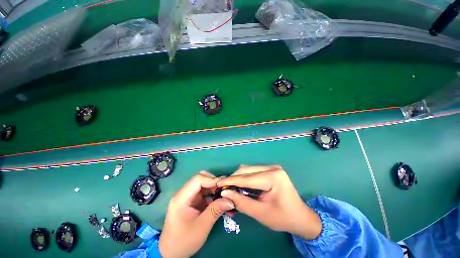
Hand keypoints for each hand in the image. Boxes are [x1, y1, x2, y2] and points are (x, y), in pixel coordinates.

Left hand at [158, 171, 234, 257]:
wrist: (171, 253)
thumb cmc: (184, 241)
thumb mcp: (202, 227)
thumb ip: (216, 210)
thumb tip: (231, 200)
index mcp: (181, 198)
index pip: (197, 179)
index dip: (212, 179)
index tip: (223, 185)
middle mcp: (183, 194)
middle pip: (200, 179)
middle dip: (213, 182)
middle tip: (224, 189)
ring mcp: (187, 197)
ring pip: (203, 184)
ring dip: (214, 188)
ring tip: (224, 194)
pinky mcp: (191, 201)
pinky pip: (203, 192)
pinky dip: (212, 194)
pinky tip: (219, 200)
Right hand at [217, 165, 321, 239]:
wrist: (301, 217)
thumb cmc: (283, 218)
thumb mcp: (261, 213)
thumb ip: (241, 202)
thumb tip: (225, 193)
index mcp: (273, 177)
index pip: (247, 178)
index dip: (231, 181)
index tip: (218, 184)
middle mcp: (273, 168)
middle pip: (247, 170)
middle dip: (234, 178)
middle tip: (223, 187)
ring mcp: (272, 168)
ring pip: (249, 169)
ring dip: (238, 178)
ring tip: (230, 187)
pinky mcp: (271, 170)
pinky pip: (253, 171)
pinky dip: (245, 178)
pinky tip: (240, 185)